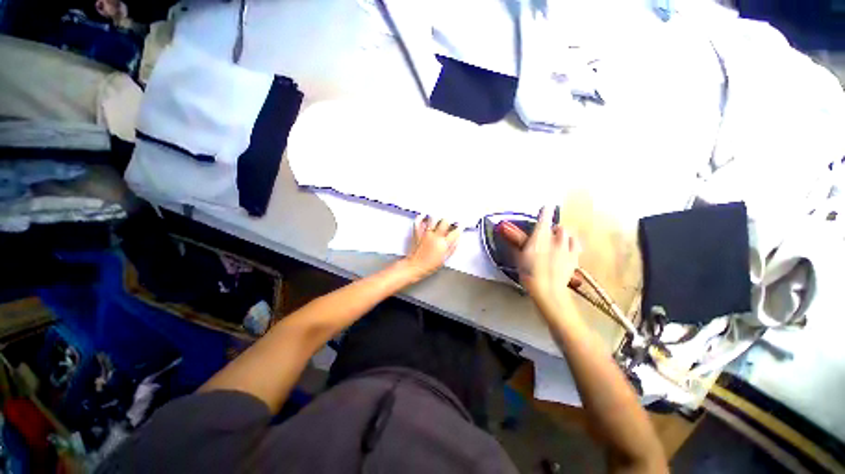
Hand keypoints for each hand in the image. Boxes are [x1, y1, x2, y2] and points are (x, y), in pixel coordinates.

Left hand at [403, 215, 460, 280]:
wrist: (415, 266)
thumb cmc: (429, 265)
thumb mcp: (445, 259)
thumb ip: (452, 248)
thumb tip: (457, 239)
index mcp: (443, 244)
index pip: (455, 232)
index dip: (461, 227)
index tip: (462, 224)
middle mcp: (435, 236)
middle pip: (445, 221)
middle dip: (449, 219)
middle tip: (450, 218)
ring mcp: (426, 233)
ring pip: (432, 219)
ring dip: (437, 216)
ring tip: (439, 215)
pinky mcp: (417, 233)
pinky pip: (418, 221)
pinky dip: (421, 217)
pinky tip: (424, 215)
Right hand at [500, 206, 581, 311]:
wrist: (547, 290)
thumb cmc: (529, 274)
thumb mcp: (519, 258)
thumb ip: (519, 246)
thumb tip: (519, 239)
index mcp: (539, 238)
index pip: (544, 219)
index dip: (545, 212)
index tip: (546, 206)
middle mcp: (555, 240)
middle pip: (558, 227)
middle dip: (554, 228)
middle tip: (548, 233)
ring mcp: (566, 248)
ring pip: (568, 234)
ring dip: (563, 234)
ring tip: (559, 239)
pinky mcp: (574, 258)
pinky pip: (576, 244)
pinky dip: (571, 243)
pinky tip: (568, 246)